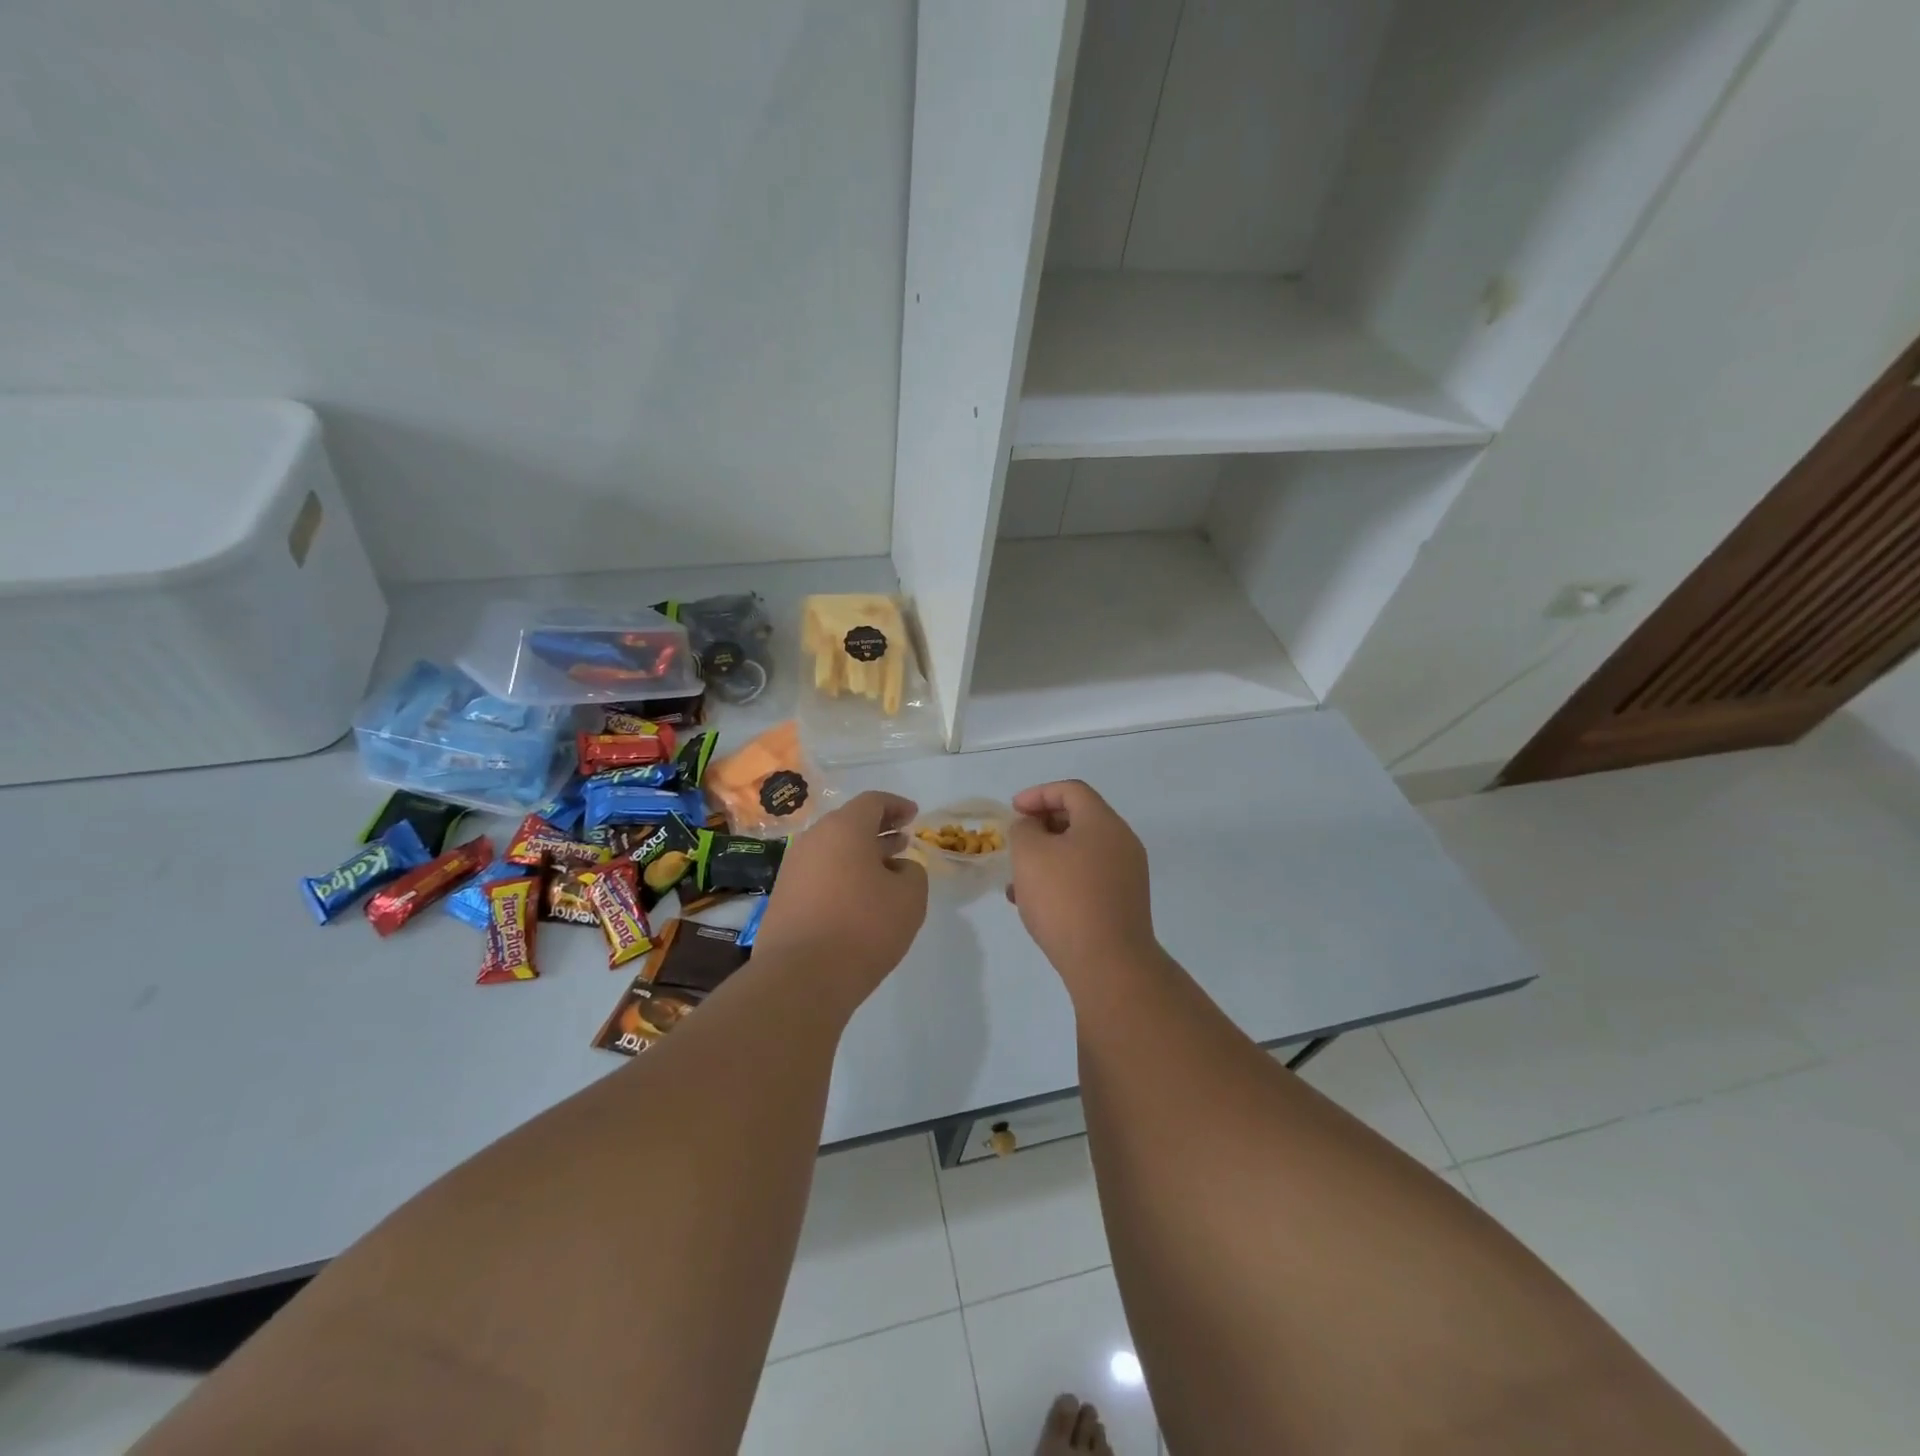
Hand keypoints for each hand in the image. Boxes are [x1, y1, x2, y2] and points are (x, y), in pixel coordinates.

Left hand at [754, 791, 928, 997]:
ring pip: (832, 850)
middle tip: (902, 842)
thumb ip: (912, 872)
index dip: (896, 806)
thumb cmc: (863, 928)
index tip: (914, 815)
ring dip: (860, 856)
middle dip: (878, 831)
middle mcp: (813, 840)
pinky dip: (841, 877)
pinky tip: (857, 901)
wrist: (800, 978)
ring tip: (884, 873)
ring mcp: (792, 870)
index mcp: (844, 829)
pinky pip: (818, 875)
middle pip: (849, 824)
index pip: (872, 802)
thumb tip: (896, 868)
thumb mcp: (909, 898)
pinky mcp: (782, 899)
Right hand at [1007, 780, 1154, 978]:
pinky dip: (1061, 880)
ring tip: (1017, 879)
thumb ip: (1023, 830)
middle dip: (1041, 827)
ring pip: (1080, 852)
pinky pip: (1088, 879)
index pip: (1071, 790)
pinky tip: (1035, 904)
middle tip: (1016, 843)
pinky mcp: (1123, 903)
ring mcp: (1126, 875)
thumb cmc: (1065, 899)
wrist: (1108, 964)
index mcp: (1103, 822)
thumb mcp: (1030, 854)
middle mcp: (1121, 842)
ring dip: (1048, 858)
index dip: (1038, 794)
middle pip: (1079, 819)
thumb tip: (1031, 828)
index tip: (1012, 811)